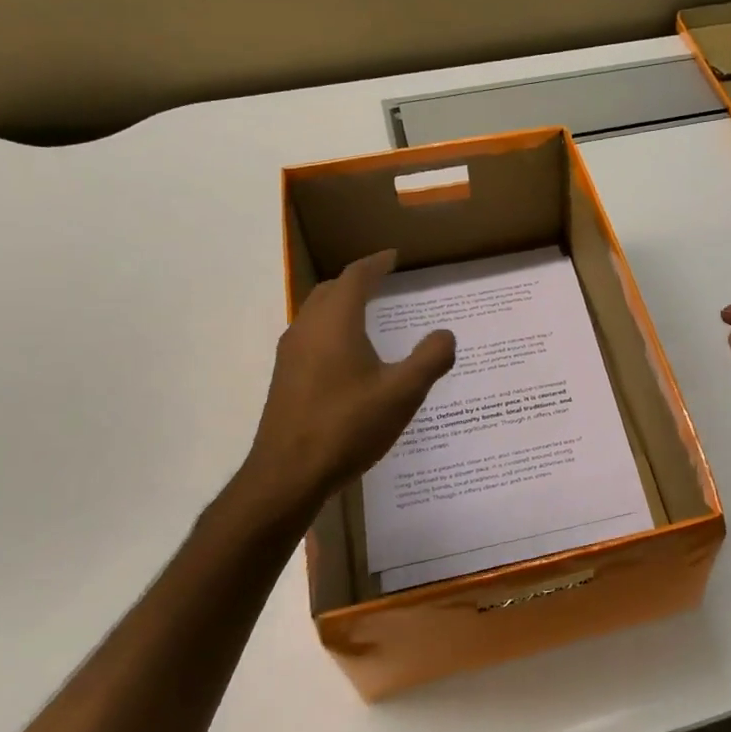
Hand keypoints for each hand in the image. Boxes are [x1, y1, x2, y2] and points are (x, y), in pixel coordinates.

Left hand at [235, 250, 455, 508]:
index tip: (393, 256)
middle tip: (383, 281)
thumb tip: (445, 335)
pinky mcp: (285, 379)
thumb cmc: (348, 426)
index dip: (376, 263)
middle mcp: (307, 329)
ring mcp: (291, 355)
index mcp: (335, 323)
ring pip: (316, 314)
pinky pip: (311, 337)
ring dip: (341, 305)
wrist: (288, 474)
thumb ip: (430, 359)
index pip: (355, 277)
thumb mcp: (402, 393)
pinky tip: (348, 356)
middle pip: (331, 291)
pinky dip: (332, 329)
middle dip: (357, 281)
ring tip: (368, 313)